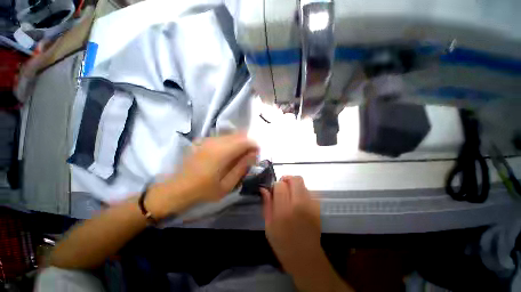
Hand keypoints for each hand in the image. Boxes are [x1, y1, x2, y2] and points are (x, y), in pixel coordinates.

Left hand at [147, 133, 257, 217]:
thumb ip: (242, 167)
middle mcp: (216, 142)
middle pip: (238, 135)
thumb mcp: (227, 184)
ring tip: (240, 155)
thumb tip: (253, 154)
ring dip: (239, 142)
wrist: (178, 188)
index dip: (254, 145)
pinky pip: (222, 137)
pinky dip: (230, 142)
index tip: (257, 154)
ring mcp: (208, 140)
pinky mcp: (203, 141)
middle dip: (247, 143)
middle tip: (249, 156)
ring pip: (230, 135)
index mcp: (222, 153)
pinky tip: (228, 153)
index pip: (244, 141)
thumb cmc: (204, 190)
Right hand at [261, 176, 321, 269]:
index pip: (280, 185)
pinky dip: (302, 191)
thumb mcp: (269, 226)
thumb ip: (267, 204)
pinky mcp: (318, 207)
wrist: (306, 258)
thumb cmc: (283, 244)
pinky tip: (298, 202)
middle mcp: (299, 205)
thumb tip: (264, 189)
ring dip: (294, 185)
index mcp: (284, 211)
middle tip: (282, 187)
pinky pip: (309, 191)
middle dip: (287, 179)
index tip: (274, 190)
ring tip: (290, 195)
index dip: (276, 185)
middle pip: (295, 179)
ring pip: (303, 183)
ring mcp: (311, 205)